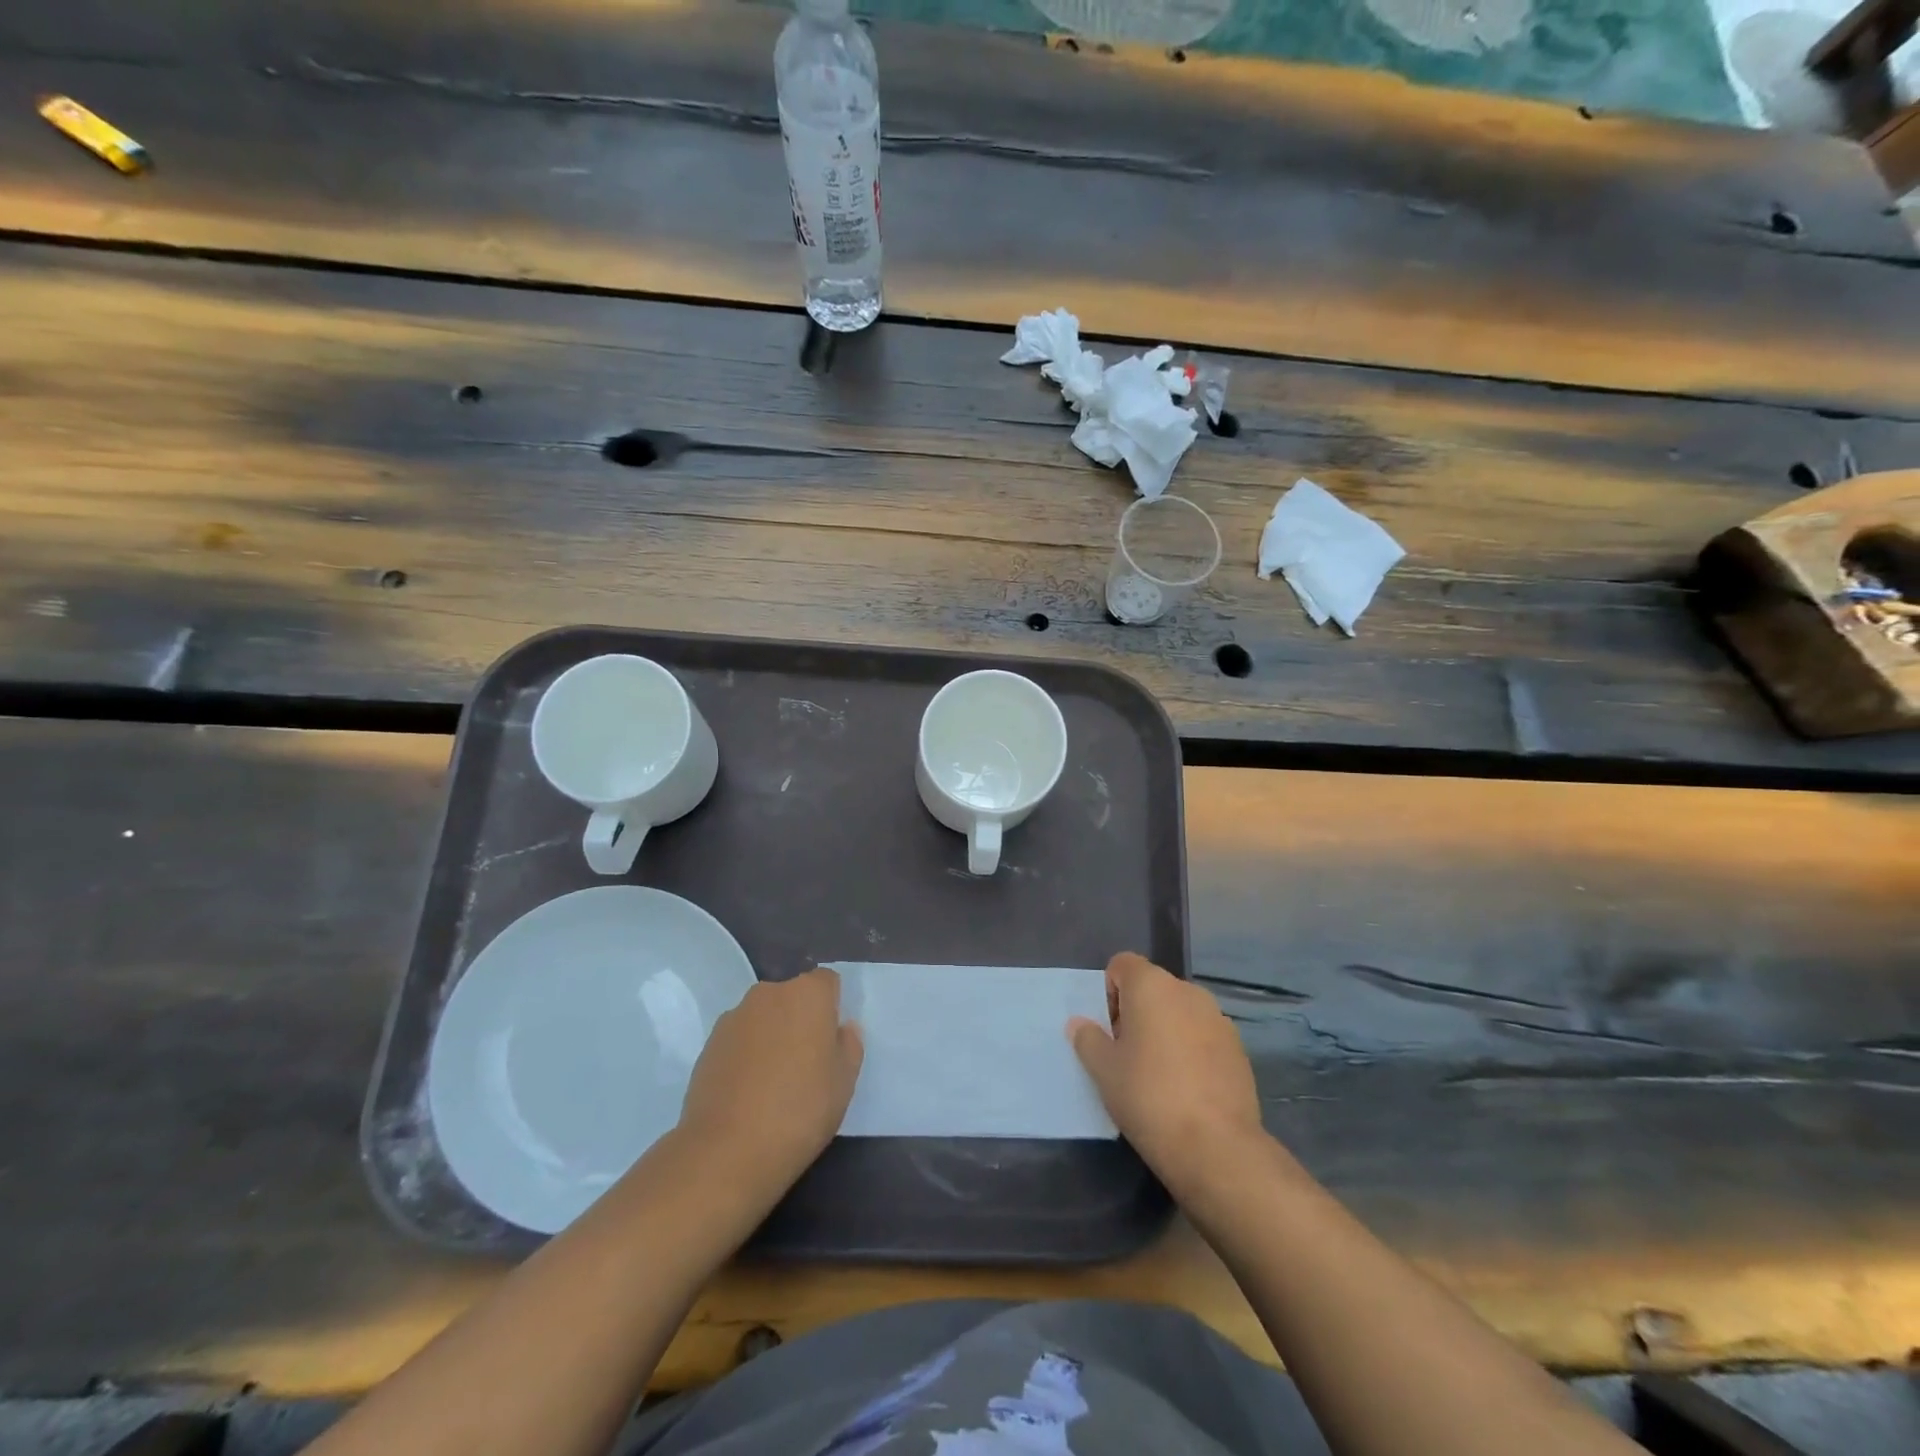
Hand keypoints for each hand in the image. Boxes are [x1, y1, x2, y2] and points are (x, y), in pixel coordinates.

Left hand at [678, 967, 863, 1194]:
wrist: (727, 1150)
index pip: (827, 982)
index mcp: (808, 994)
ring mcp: (734, 1017)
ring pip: (763, 1017)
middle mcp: (769, 993)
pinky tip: (747, 1091)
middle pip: (792, 997)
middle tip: (806, 1062)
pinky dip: (746, 1054)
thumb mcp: (844, 1082)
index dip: (832, 1008)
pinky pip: (739, 1039)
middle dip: (800, 1019)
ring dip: (771, 1035)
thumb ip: (848, 1045)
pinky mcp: (708, 1044)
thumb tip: (842, 1028)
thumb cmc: (800, 1110)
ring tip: (773, 1081)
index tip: (831, 1041)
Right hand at [1070, 952, 1263, 1194]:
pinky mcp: (1239, 1049)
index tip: (1109, 1031)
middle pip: (1152, 988)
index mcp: (1151, 986)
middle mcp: (1188, 991)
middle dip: (1137, 1013)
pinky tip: (1187, 1090)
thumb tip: (1079, 1024)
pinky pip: (1204, 1037)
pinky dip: (1191, 1051)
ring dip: (1166, 1031)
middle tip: (1127, 1056)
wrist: (1217, 1147)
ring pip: (1180, 1013)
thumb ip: (1088, 1039)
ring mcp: (1218, 1019)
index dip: (1109, 992)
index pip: (1122, 965)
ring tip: (1158, 1076)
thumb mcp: (1104, 1070)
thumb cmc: (1148, 1097)